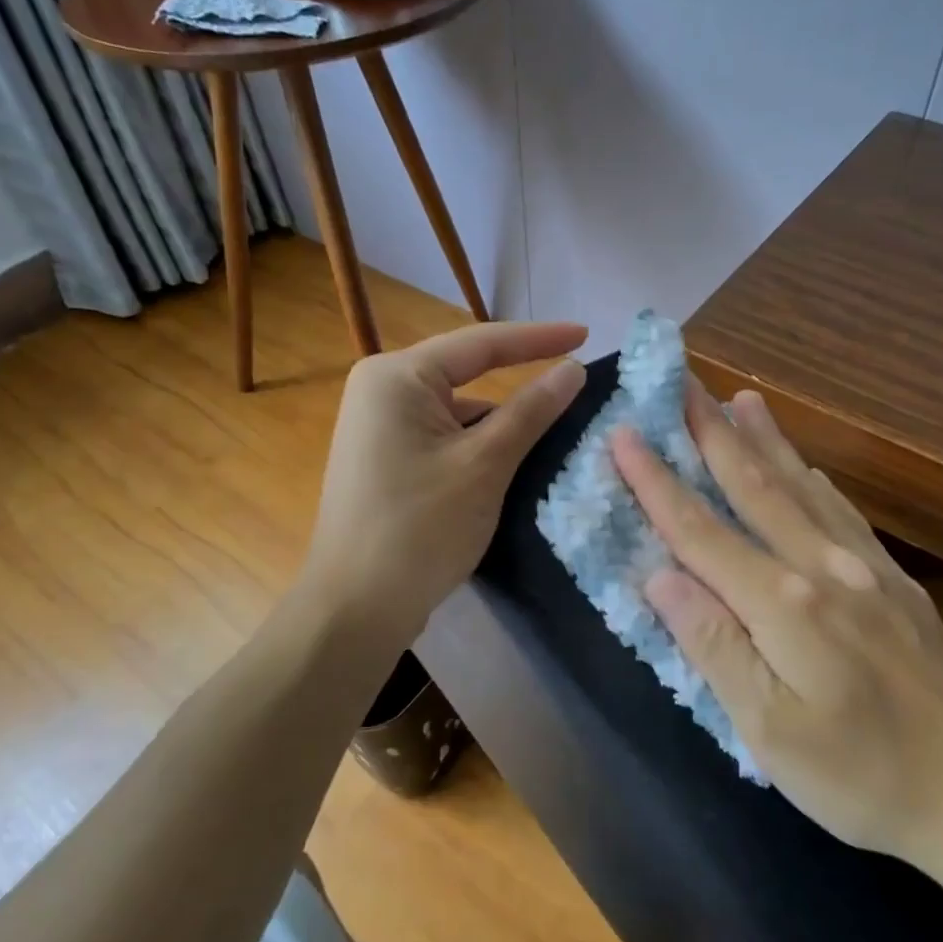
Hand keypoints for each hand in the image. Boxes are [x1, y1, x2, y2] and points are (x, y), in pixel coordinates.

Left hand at [304, 322, 587, 642]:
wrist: (355, 608)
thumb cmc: (420, 528)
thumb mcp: (484, 465)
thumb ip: (530, 411)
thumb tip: (572, 368)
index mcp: (396, 377)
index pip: (480, 344)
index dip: (539, 338)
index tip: (587, 333)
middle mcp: (381, 390)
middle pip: (466, 375)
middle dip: (520, 383)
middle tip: (576, 384)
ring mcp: (379, 427)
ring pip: (457, 410)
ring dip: (501, 423)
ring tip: (556, 433)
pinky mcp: (385, 458)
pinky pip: (443, 436)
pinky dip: (478, 446)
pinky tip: (512, 465)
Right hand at [611, 381, 942, 881]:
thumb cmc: (861, 778)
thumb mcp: (768, 732)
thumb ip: (714, 645)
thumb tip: (660, 575)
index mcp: (784, 604)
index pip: (701, 530)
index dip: (657, 481)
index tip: (624, 432)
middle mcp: (823, 566)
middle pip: (754, 486)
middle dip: (711, 433)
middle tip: (683, 383)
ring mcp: (865, 568)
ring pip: (801, 487)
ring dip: (765, 439)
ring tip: (740, 397)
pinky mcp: (895, 582)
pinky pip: (843, 512)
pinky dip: (814, 477)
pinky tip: (805, 463)